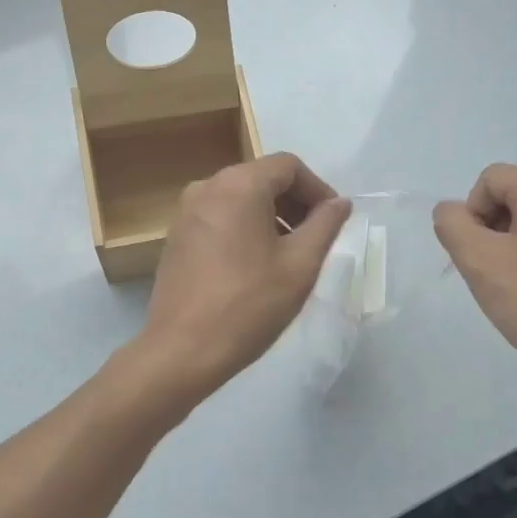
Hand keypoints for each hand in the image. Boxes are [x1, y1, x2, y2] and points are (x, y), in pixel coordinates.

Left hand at [137, 154, 349, 398]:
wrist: (183, 350)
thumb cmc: (249, 305)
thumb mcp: (300, 265)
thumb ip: (325, 225)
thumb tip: (340, 203)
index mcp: (239, 185)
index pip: (288, 166)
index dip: (318, 189)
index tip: (333, 220)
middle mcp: (207, 187)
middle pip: (262, 178)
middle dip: (295, 202)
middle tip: (317, 237)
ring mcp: (186, 211)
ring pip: (240, 198)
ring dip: (271, 216)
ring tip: (290, 253)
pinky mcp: (176, 236)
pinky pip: (219, 216)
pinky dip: (244, 227)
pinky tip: (257, 263)